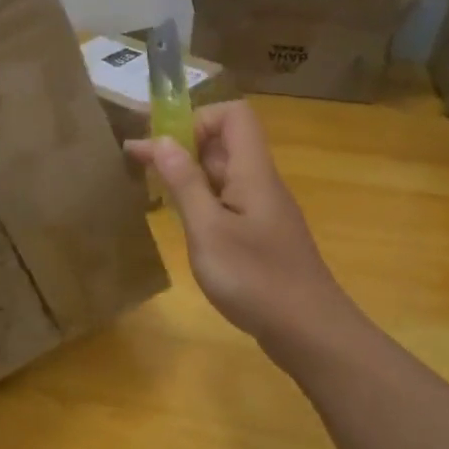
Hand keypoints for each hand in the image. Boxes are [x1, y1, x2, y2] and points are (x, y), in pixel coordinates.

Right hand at [127, 102, 357, 358]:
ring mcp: (262, 210)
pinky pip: (226, 200)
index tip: (161, 142)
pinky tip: (181, 220)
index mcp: (252, 172)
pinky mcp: (260, 235)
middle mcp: (260, 182)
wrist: (310, 333)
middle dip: (181, 143)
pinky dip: (199, 200)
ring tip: (151, 187)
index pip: (233, 115)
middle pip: (224, 142)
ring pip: (222, 173)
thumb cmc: (256, 279)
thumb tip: (161, 140)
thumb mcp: (208, 230)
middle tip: (137, 161)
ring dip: (187, 173)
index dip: (196, 118)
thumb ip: (185, 183)